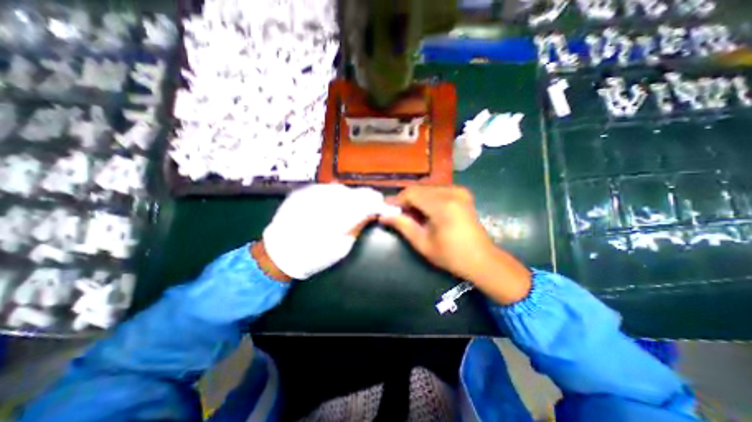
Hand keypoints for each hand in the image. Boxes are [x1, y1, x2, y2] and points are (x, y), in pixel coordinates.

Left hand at [262, 185, 394, 279]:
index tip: (387, 207)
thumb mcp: (342, 247)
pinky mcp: (303, 190)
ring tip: (349, 208)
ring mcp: (312, 192)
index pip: (366, 203)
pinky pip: (327, 189)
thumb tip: (372, 213)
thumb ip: (358, 226)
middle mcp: (325, 199)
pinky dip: (335, 196)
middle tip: (370, 207)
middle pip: (355, 192)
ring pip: (342, 189)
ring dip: (350, 197)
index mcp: (337, 217)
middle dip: (366, 199)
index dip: (379, 204)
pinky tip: (332, 206)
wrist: (278, 252)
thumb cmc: (313, 257)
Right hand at [383, 187, 534, 305]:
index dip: (396, 199)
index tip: (385, 208)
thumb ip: (402, 225)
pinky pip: (437, 190)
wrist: (482, 259)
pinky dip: (426, 198)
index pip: (411, 193)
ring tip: (410, 213)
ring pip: (427, 188)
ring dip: (415, 198)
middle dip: (405, 199)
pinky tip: (424, 210)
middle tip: (397, 213)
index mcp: (442, 205)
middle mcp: (452, 192)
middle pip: (419, 188)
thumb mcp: (422, 243)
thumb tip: (383, 216)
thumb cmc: (451, 256)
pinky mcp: (463, 193)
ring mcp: (459, 191)